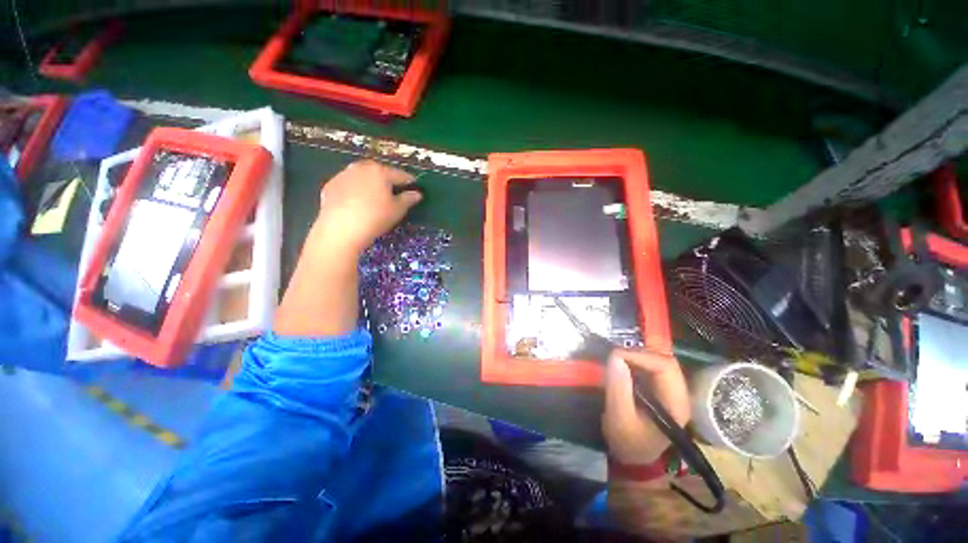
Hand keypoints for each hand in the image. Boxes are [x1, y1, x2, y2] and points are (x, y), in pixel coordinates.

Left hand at [316, 160, 421, 252]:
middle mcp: (361, 167)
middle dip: (387, 180)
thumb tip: (417, 194)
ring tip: (374, 198)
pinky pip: (348, 185)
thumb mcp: (397, 210)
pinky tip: (357, 204)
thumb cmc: (375, 218)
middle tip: (393, 193)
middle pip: (379, 172)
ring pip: (362, 176)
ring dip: (370, 184)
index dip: (410, 182)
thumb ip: (409, 199)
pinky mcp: (330, 185)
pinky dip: (355, 191)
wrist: (341, 229)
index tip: (415, 187)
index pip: (400, 175)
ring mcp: (343, 175)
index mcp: (380, 171)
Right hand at [603, 349, 690, 464]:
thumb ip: (618, 389)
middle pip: (664, 360)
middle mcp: (678, 393)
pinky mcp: (659, 389)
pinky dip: (635, 361)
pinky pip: (650, 366)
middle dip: (638, 353)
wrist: (633, 457)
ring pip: (657, 360)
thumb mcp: (619, 419)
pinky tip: (622, 366)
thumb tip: (615, 357)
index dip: (640, 356)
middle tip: (614, 357)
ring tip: (616, 361)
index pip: (665, 367)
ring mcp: (670, 390)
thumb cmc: (627, 441)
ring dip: (636, 356)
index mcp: (676, 404)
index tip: (614, 357)